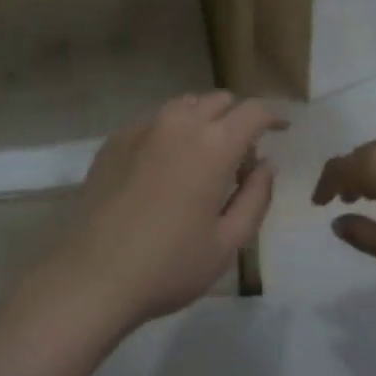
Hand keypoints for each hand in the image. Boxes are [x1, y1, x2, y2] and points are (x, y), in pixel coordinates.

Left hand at [56, 92, 284, 328]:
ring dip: (202, 120)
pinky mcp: (114, 141)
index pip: (253, 111)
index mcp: (214, 145)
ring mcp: (142, 129)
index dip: (273, 117)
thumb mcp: (228, 242)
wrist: (93, 275)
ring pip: (183, 105)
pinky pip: (152, 122)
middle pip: (218, 100)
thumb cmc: (170, 265)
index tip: (281, 130)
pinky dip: (170, 132)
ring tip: (202, 156)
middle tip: (240, 154)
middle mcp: (178, 124)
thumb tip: (266, 165)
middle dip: (236, 117)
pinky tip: (164, 167)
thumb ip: (255, 197)